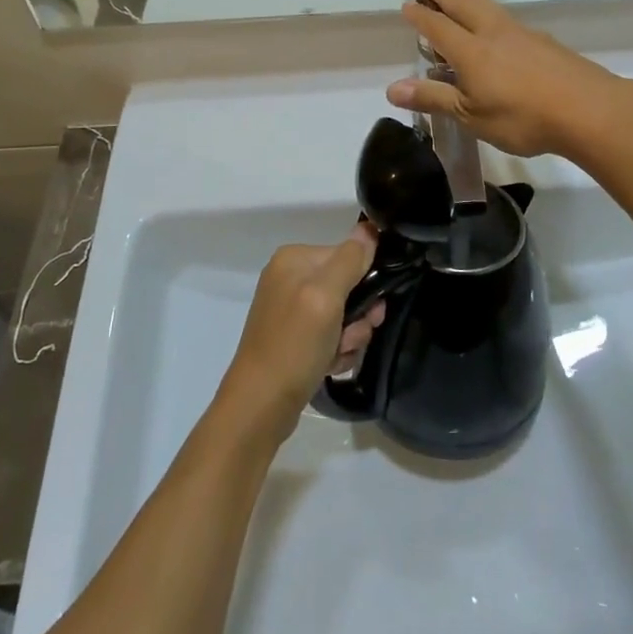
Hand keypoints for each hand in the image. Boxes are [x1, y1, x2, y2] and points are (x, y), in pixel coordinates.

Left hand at [216, 227, 384, 441]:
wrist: (260, 406)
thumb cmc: (293, 345)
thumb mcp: (325, 297)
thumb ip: (349, 260)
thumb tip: (369, 227)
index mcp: (294, 259)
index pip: (347, 255)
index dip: (365, 283)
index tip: (371, 311)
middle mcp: (290, 278)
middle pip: (347, 286)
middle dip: (357, 316)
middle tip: (351, 339)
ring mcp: (290, 309)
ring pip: (343, 314)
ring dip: (349, 337)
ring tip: (336, 356)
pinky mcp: (293, 337)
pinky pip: (329, 334)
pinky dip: (335, 350)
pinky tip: (328, 365)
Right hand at [388, 0, 621, 158]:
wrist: (589, 110)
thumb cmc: (522, 117)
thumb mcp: (471, 116)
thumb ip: (434, 99)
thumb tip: (391, 89)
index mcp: (470, 50)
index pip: (437, 25)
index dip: (420, 15)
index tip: (407, 7)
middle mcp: (493, 33)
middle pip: (463, 3)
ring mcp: (522, 34)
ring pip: (489, 5)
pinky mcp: (544, 42)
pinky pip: (508, 18)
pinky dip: (492, 12)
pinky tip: (499, 26)